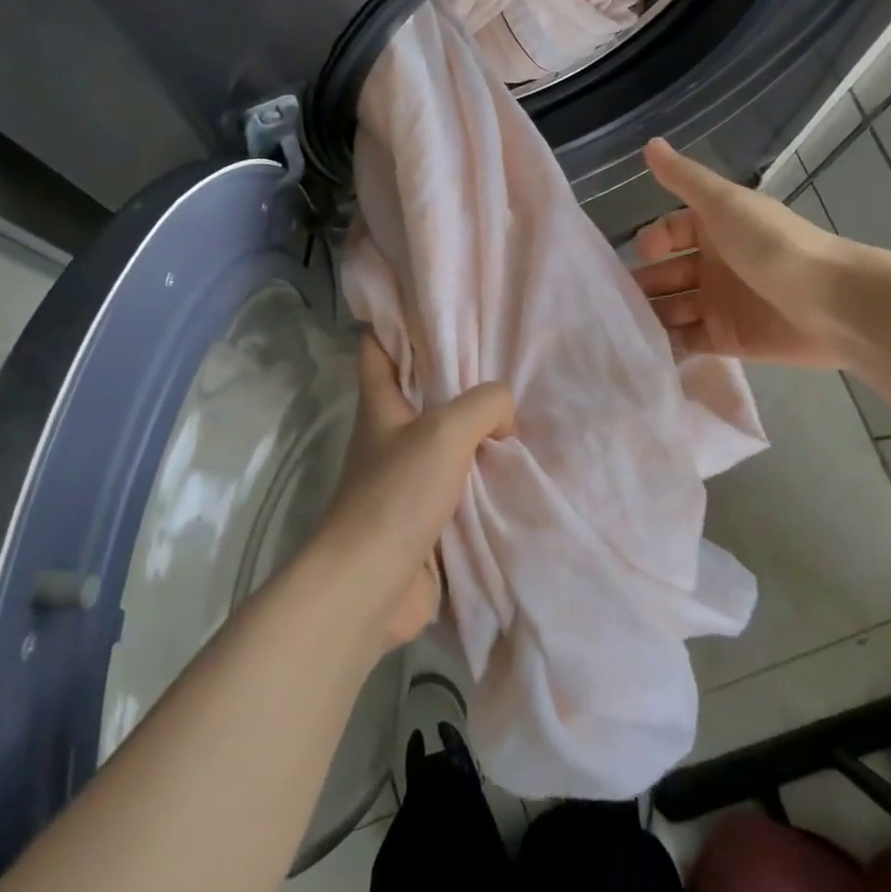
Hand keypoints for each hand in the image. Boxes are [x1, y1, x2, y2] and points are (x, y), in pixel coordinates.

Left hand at [315, 336, 513, 650]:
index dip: (394, 322)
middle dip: (454, 376)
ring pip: (443, 440)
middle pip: (418, 392)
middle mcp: (389, 436)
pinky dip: (481, 475)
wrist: (371, 585)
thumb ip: (484, 405)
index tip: (430, 306)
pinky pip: (458, 484)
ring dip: (474, 430)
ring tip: (520, 412)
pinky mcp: (423, 517)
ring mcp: (404, 479)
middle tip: (500, 358)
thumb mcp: (445, 431)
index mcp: (380, 405)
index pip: (377, 348)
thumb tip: (504, 415)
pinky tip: (514, 469)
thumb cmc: (396, 495)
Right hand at [631, 138, 854, 368]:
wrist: (830, 303)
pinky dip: (667, 344)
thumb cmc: (773, 246)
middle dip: (641, 283)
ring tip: (625, 327)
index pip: (670, 231)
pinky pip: (687, 340)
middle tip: (615, 301)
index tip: (640, 255)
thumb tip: (649, 144)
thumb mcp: (724, 204)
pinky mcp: (727, 340)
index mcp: (715, 229)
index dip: (651, 241)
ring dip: (649, 314)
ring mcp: (720, 304)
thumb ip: (683, 178)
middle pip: (666, 273)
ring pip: (671, 308)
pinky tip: (643, 348)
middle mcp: (715, 265)